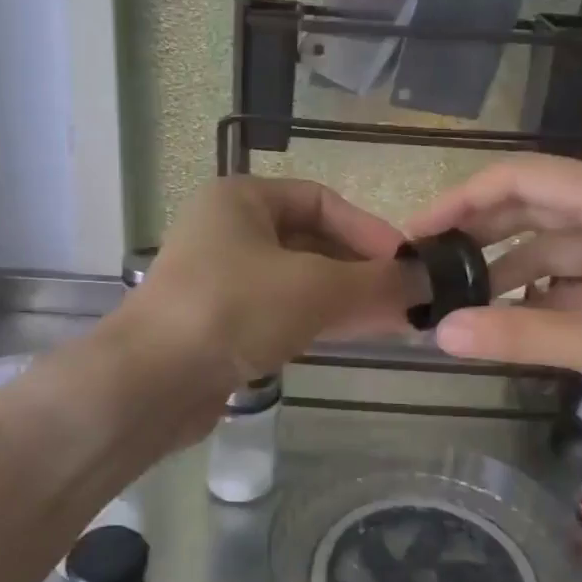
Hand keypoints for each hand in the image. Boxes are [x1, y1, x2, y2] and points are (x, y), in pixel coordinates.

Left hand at [122, 176, 412, 393]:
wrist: (151, 382)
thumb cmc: (234, 309)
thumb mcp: (315, 288)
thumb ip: (376, 282)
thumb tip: (430, 281)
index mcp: (242, 199)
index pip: (321, 201)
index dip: (369, 230)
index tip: (408, 263)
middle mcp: (228, 230)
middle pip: (312, 242)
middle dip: (361, 270)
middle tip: (408, 298)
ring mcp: (221, 279)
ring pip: (298, 280)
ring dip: (345, 298)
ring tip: (396, 320)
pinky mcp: (219, 322)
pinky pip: (279, 311)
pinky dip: (318, 320)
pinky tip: (356, 335)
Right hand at [405, 155, 581, 436]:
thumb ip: (519, 334)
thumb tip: (439, 333)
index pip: (519, 178)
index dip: (461, 201)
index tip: (418, 236)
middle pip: (534, 206)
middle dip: (480, 235)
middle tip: (429, 269)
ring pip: (556, 244)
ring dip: (510, 269)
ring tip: (462, 303)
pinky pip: (580, 275)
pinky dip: (545, 294)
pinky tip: (516, 321)